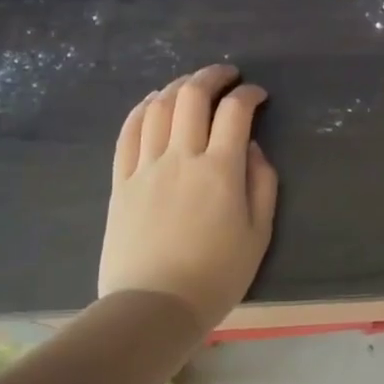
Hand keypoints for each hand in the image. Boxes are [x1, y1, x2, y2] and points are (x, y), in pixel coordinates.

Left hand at [98, 64, 278, 330]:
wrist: (154, 307)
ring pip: (158, 107)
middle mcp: (181, 157)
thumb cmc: (216, 275)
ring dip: (177, 86)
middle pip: (192, 97)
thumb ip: (262, 184)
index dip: (249, 95)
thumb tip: (252, 149)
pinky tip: (152, 103)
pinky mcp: (122, 181)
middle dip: (212, 76)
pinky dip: (142, 109)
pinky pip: (128, 133)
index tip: (258, 96)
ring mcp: (146, 167)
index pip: (235, 112)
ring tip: (192, 85)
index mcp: (220, 170)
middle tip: (227, 76)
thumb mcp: (259, 234)